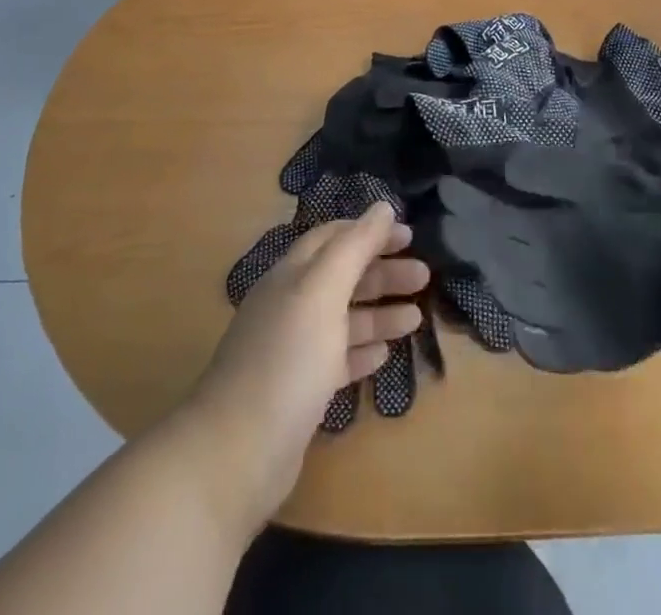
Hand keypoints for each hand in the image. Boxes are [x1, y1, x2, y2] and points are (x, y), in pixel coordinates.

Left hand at [185, 203, 427, 530]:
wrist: (236, 453)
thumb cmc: (286, 359)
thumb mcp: (322, 291)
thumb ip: (354, 247)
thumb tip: (383, 207)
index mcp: (292, 275)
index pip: (334, 238)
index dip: (371, 231)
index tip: (409, 235)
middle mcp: (291, 305)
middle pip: (343, 277)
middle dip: (383, 271)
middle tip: (424, 275)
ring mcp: (294, 350)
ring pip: (344, 319)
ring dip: (380, 312)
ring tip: (416, 316)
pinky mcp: (299, 391)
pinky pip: (338, 359)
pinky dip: (362, 351)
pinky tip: (385, 355)